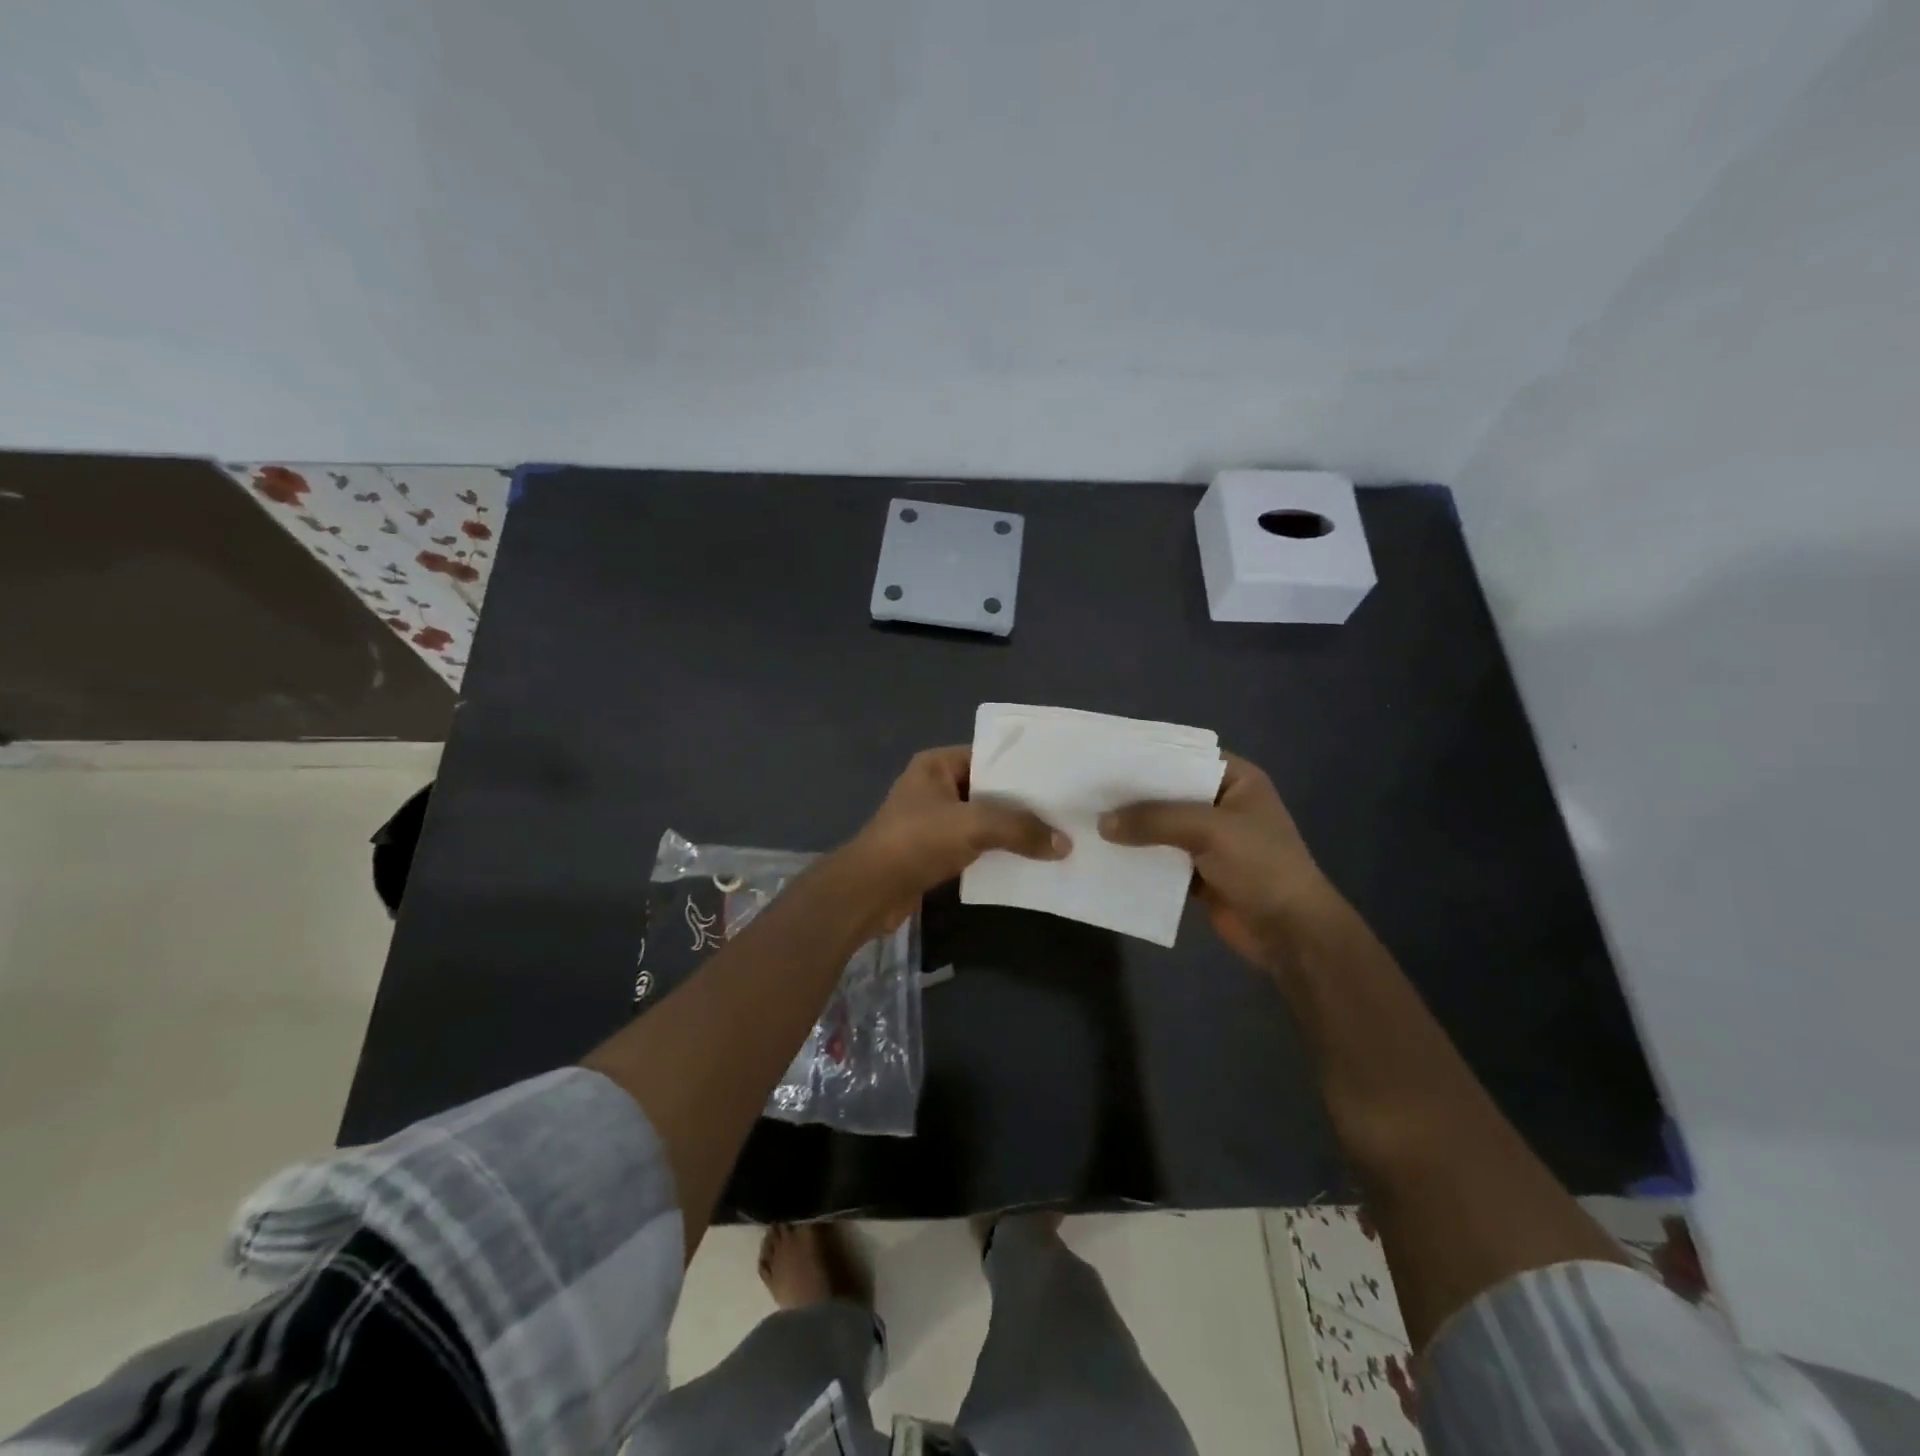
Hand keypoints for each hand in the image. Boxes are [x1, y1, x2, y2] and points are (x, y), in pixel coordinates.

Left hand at [842, 746, 1068, 932]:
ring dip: (1012, 831)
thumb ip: (1020, 829)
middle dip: (1023, 803)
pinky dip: (997, 852)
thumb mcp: (973, 826)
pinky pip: (975, 846)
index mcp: (937, 765)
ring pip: (983, 820)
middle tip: (1064, 810)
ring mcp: (933, 821)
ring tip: (1055, 837)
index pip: (989, 755)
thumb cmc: (916, 841)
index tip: (1059, 778)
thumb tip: (1065, 844)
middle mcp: (935, 787)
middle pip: (989, 790)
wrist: (869, 891)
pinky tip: (1028, 861)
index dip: (1022, 767)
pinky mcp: (934, 852)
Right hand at [1100, 754, 1338, 973]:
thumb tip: (1103, 823)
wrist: (1291, 933)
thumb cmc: (1261, 866)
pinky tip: (1105, 853)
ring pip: (1162, 827)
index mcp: (1237, 781)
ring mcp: (1211, 840)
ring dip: (1133, 828)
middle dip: (1133, 795)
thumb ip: (1155, 820)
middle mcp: (1222, 804)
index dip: (1148, 757)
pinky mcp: (1199, 872)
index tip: (1106, 757)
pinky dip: (1139, 857)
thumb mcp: (1209, 830)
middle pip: (1169, 793)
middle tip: (1087, 789)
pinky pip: (1162, 858)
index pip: (1185, 757)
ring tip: (1087, 819)